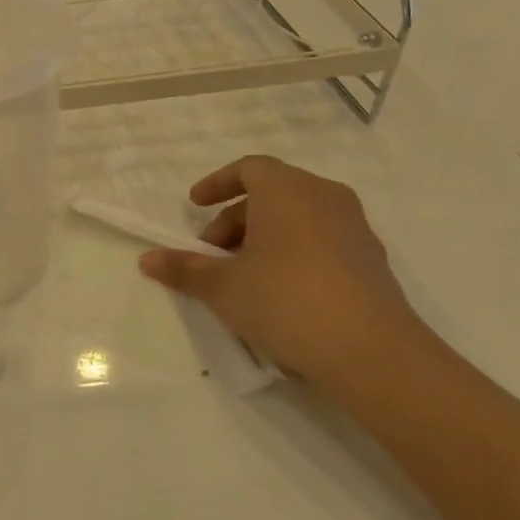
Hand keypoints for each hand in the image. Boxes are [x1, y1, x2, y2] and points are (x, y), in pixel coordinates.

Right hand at [137, 155, 423, 388]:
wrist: (371, 352)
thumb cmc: (285, 301)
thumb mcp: (223, 287)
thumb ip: (184, 268)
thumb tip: (147, 260)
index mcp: (288, 191)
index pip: (249, 168)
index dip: (217, 183)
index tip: (195, 206)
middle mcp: (325, 198)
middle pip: (272, 193)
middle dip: (235, 219)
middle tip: (213, 254)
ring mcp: (355, 228)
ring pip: (298, 218)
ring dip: (264, 237)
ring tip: (244, 275)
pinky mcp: (372, 260)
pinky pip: (321, 240)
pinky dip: (294, 252)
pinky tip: (281, 292)